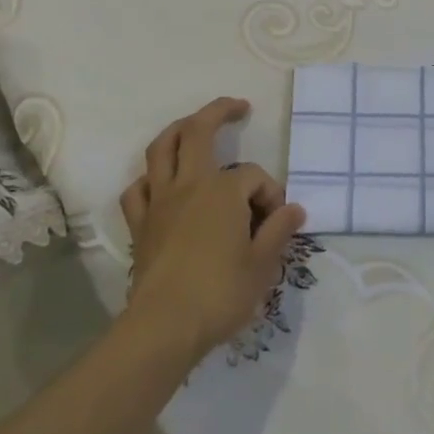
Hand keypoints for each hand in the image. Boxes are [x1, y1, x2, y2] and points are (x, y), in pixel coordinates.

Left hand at [120, 97, 306, 362]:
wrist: (165, 326)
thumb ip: (279, 230)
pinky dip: (150, 179)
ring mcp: (159, 201)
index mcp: (223, 190)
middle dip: (219, 112)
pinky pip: (139, 189)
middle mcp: (189, 184)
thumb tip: (294, 209)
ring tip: (193, 126)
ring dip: (178, 130)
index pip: (253, 176)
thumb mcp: (263, 264)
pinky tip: (161, 185)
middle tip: (238, 107)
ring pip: (161, 149)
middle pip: (198, 131)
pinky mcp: (140, 224)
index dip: (269, 194)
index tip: (276, 222)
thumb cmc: (220, 293)